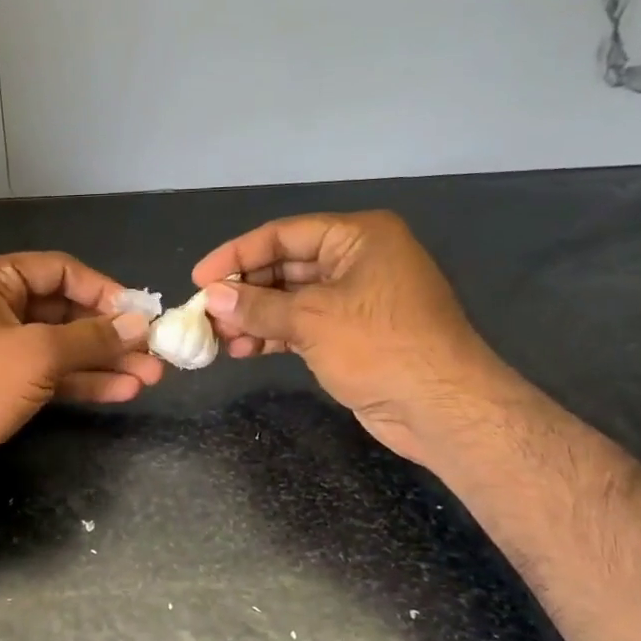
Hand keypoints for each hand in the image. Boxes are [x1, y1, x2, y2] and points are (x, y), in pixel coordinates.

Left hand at [0, 251, 160, 494]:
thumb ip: (91, 338)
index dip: (103, 290)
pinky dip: (83, 381)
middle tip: (154, 351)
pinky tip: (121, 391)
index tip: (140, 314)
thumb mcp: (37, 355)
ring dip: (104, 361)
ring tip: (150, 376)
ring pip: (61, 347)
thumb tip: (138, 326)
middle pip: (64, 310)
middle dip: (110, 334)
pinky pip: (50, 374)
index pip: (60, 270)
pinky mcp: (2, 383)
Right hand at [192, 212, 509, 463]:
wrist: (441, 406)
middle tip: (204, 313)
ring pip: (292, 299)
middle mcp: (358, 260)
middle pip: (286, 266)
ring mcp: (357, 299)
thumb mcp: (311, 320)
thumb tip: (212, 299)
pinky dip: (275, 335)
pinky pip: (303, 325)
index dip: (237, 255)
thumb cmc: (379, 346)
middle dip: (244, 291)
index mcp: (358, 237)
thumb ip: (257, 307)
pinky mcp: (353, 335)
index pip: (283, 234)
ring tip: (218, 337)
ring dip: (254, 317)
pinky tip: (243, 350)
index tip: (199, 278)